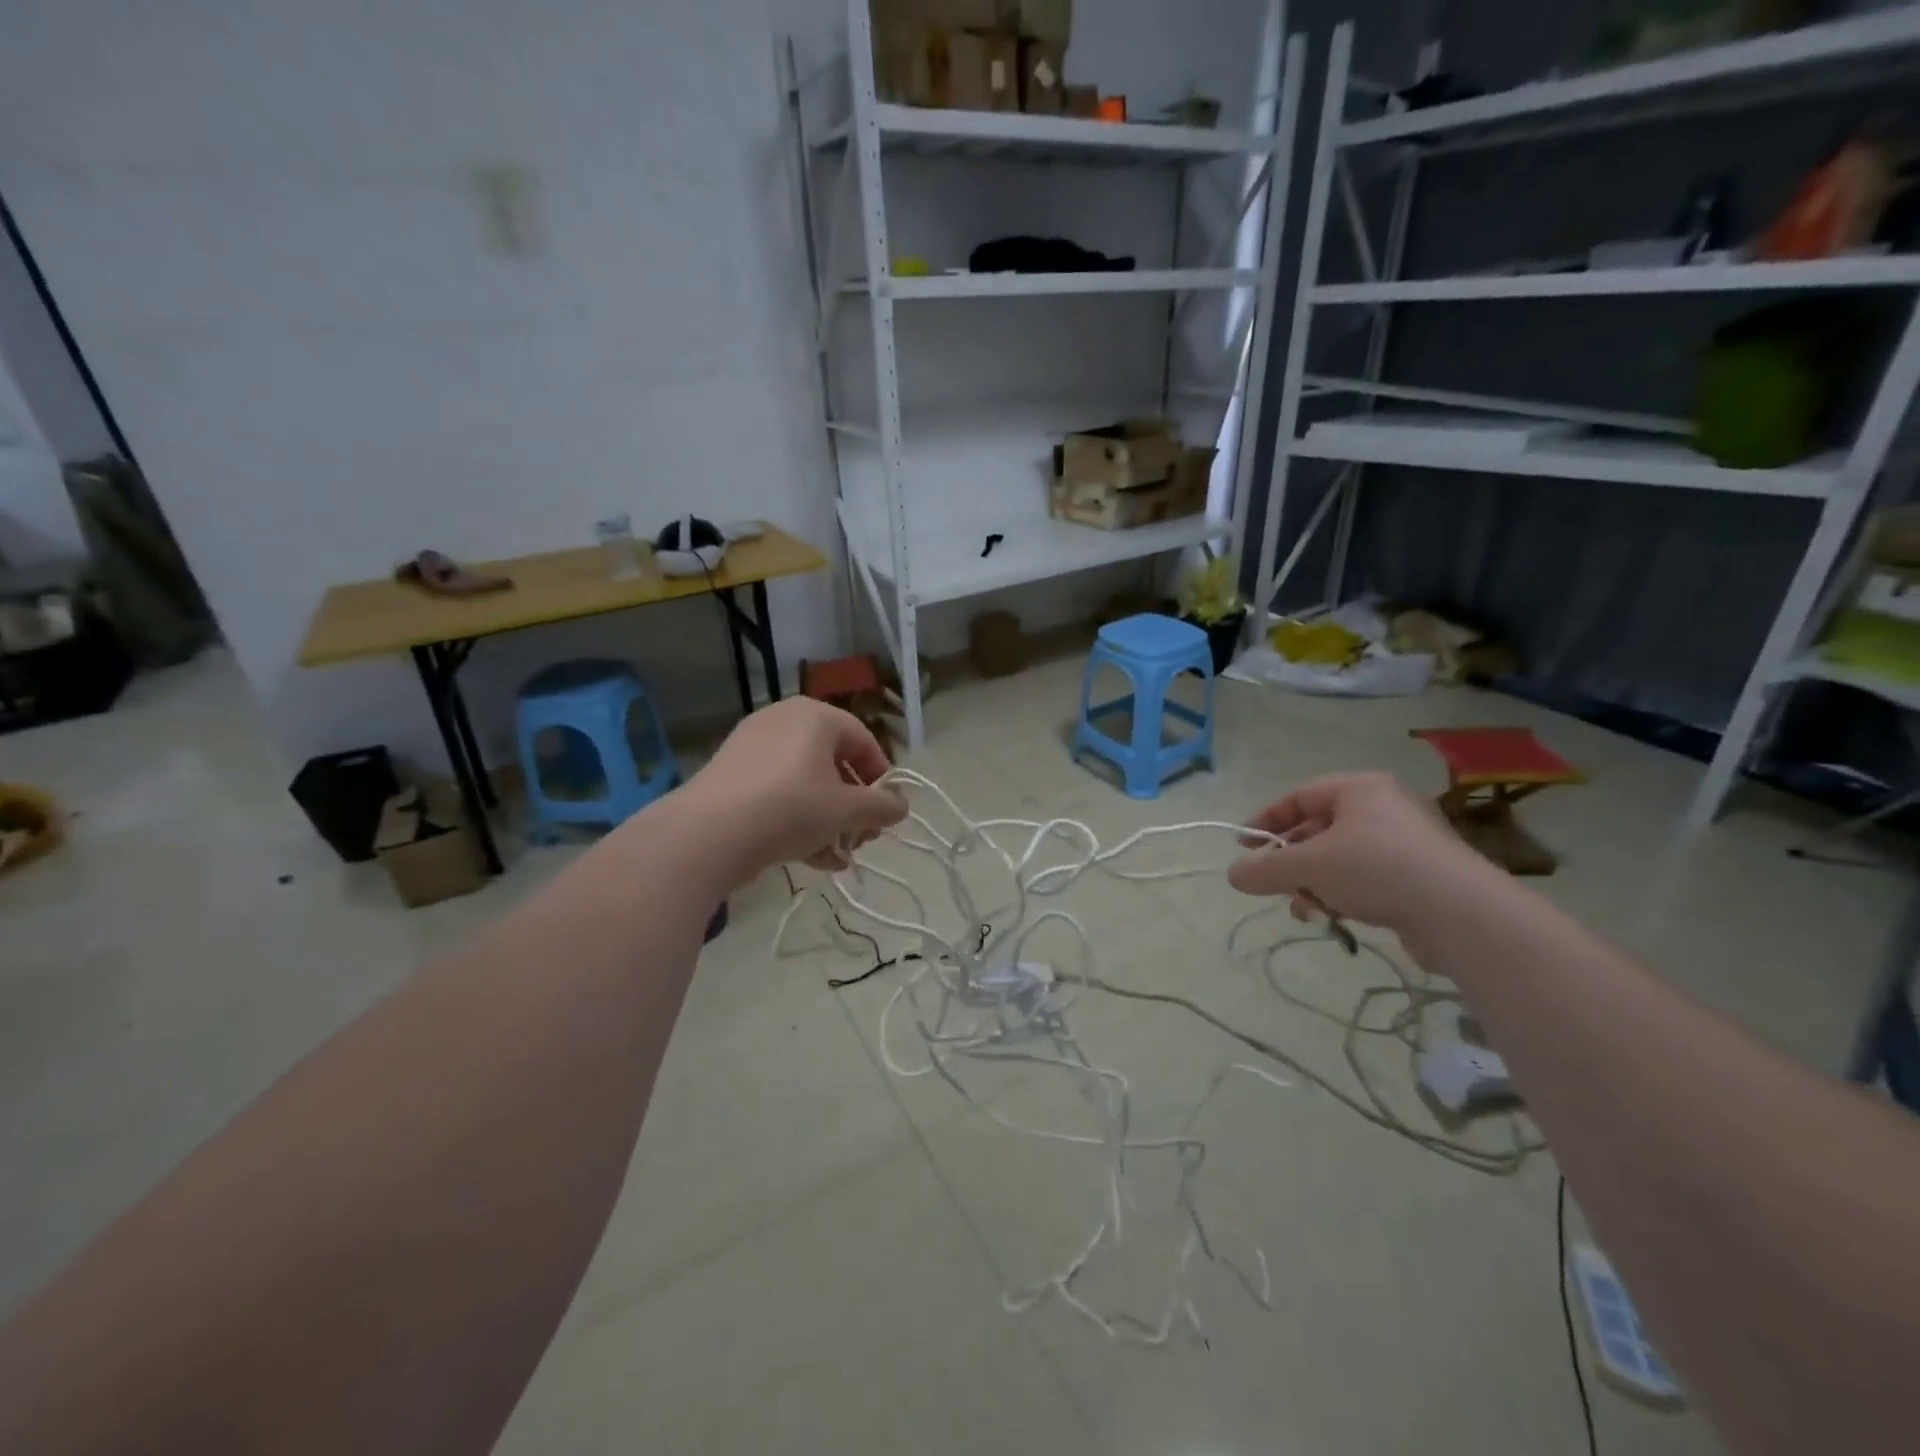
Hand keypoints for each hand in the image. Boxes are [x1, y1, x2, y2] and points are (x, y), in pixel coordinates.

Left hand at [683, 698, 905, 877]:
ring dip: (828, 821)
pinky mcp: (731, 777)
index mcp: (815, 716)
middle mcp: (783, 721)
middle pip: (833, 764)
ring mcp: (752, 748)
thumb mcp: (847, 810)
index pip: (863, 739)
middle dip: (853, 806)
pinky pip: (777, 794)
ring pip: (805, 784)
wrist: (709, 833)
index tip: (884, 811)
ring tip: (838, 857)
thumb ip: (881, 806)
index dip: (880, 777)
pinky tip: (811, 859)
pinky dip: (797, 820)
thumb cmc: (791, 807)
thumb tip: (902, 806)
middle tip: (862, 838)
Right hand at [1227, 772, 1491, 933]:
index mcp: (1359, 789)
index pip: (1299, 796)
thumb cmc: (1376, 869)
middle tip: (1271, 883)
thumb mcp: (1306, 866)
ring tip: (1303, 909)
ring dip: (1314, 882)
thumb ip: (1264, 869)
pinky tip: (1333, 918)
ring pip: (1341, 858)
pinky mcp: (1422, 877)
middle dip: (1291, 860)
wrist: (1460, 913)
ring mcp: (1407, 843)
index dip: (1266, 820)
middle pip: (1319, 829)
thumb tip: (1233, 875)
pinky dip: (1344, 894)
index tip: (1243, 845)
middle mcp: (1384, 808)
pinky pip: (1368, 878)